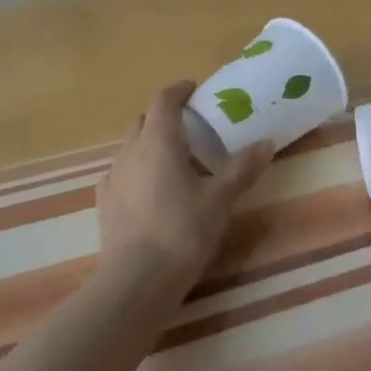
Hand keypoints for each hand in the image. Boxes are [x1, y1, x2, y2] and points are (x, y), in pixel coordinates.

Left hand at [97, 81, 274, 288]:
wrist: (137, 280)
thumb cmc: (182, 232)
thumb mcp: (220, 200)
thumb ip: (242, 169)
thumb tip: (266, 143)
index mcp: (159, 141)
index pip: (164, 100)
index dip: (179, 90)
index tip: (194, 90)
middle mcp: (130, 151)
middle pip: (145, 120)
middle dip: (165, 117)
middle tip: (191, 128)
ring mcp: (113, 177)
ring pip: (130, 146)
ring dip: (149, 144)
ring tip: (173, 161)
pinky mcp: (104, 202)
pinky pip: (120, 173)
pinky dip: (135, 170)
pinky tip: (148, 189)